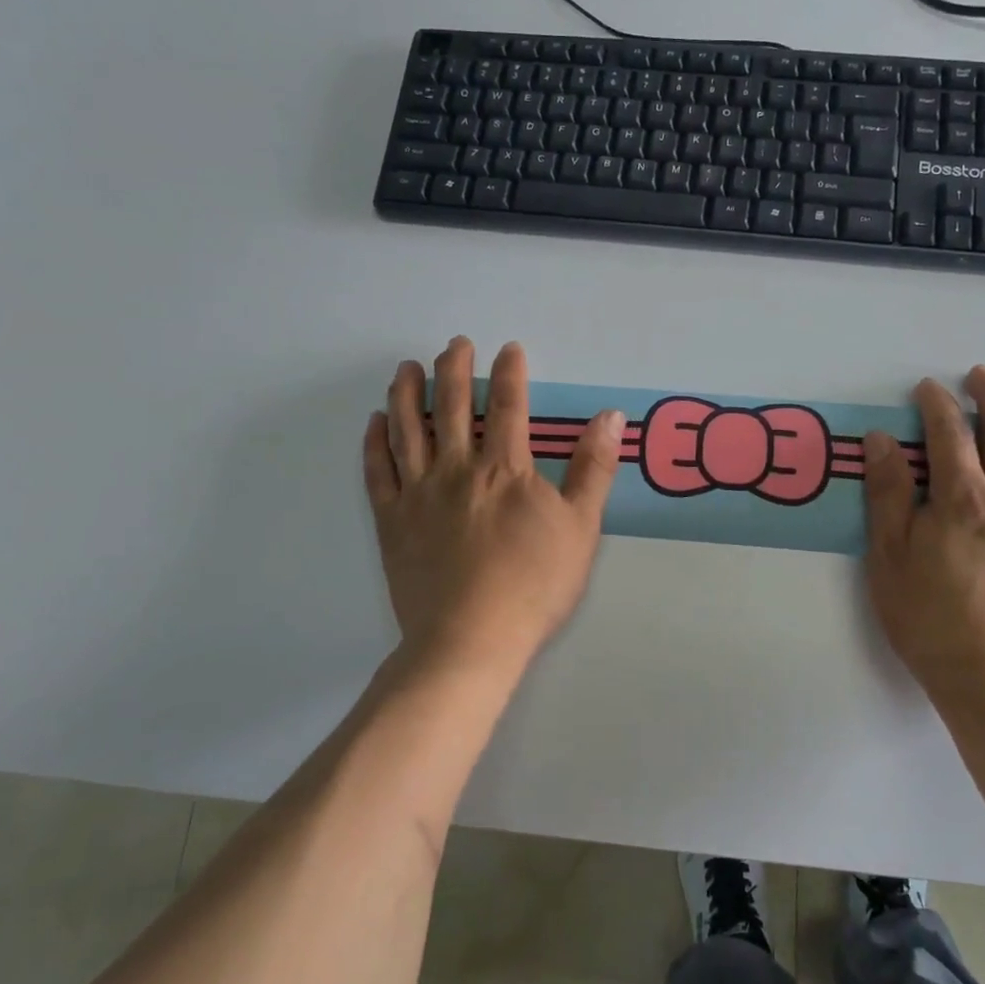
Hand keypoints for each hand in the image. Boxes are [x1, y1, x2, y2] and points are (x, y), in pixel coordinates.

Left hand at [364, 337, 622, 675]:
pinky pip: (378, 473)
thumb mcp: (581, 527)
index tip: (507, 349)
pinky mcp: (392, 522)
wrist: (471, 639)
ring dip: (407, 394)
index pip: (508, 406)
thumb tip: (610, 416)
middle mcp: (457, 468)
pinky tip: (374, 423)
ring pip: (408, 430)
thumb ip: (593, 468)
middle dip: (454, 370)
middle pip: (451, 407)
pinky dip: (374, 443)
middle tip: (454, 344)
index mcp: (504, 468)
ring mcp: (418, 494)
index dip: (509, 373)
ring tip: (407, 368)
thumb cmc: (534, 584)